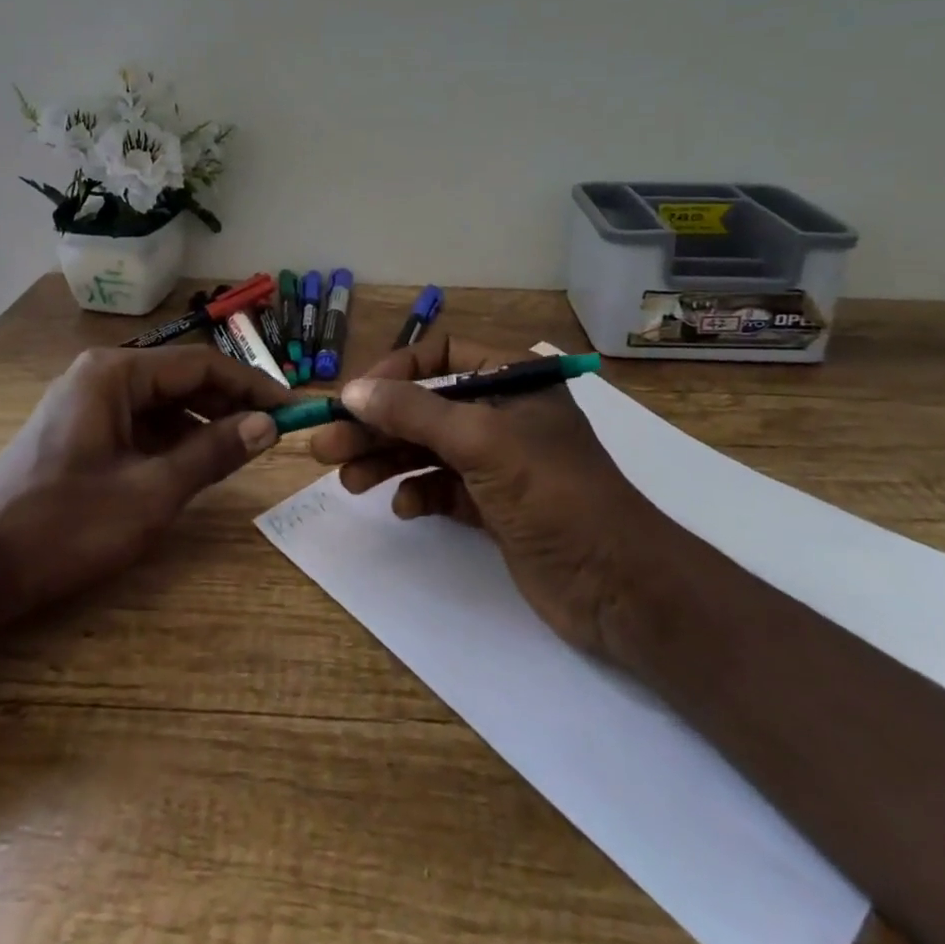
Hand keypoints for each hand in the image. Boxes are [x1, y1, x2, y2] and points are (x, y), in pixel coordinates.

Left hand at [0, 346, 289, 623]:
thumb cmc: (64, 525)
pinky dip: (172, 441)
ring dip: (203, 424)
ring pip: (161, 404)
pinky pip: (139, 426)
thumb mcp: (150, 493)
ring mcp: (85, 406)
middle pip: (180, 380)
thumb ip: (212, 454)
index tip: (291, 410)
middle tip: (273, 433)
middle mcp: (100, 377)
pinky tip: (194, 465)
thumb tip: (267, 426)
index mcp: (114, 373)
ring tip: (242, 450)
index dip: (251, 386)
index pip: (200, 364)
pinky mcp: (78, 435)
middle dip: (228, 404)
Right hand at [309, 332, 675, 667]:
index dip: (394, 373)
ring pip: (427, 449)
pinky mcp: (494, 505)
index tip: (354, 399)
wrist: (618, 586)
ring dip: (386, 461)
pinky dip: (418, 493)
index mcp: (511, 381)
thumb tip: (352, 390)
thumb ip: (413, 412)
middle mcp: (502, 414)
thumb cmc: (553, 494)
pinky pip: (442, 487)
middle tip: (326, 446)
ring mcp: (498, 462)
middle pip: (424, 407)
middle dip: (376, 426)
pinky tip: (403, 508)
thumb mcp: (481, 441)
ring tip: (347, 480)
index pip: (439, 357)